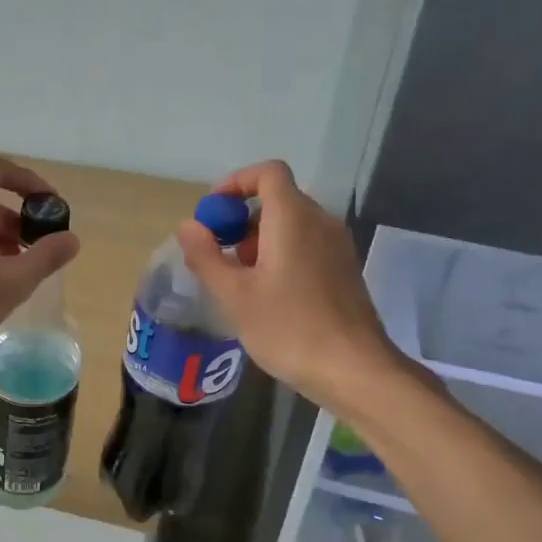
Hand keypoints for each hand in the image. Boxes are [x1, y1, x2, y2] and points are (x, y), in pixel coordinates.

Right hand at [177, 160, 417, 408]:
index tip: (213, 213)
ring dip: (259, 241)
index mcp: (293, 218)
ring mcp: (337, 246)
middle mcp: (320, 222)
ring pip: (292, 225)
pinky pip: (307, 246)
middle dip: (242, 220)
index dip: (236, 183)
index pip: (268, 173)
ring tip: (240, 282)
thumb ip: (207, 256)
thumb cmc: (288, 328)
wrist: (353, 369)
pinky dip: (281, 255)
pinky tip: (268, 296)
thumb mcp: (235, 295)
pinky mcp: (344, 270)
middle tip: (219, 256)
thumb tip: (188, 226)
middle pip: (278, 200)